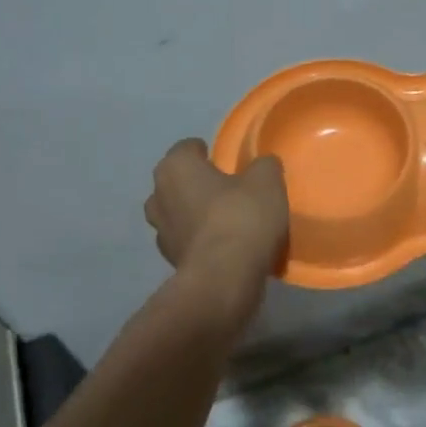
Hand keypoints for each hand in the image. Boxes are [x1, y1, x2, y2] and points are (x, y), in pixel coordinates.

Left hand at [144, 140, 288, 293]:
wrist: (225, 278)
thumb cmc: (241, 217)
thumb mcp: (267, 181)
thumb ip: (263, 165)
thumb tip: (262, 165)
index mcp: (175, 168)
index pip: (186, 149)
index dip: (206, 152)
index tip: (226, 161)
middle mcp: (158, 196)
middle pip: (177, 182)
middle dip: (197, 184)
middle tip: (227, 189)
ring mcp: (161, 232)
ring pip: (178, 213)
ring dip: (196, 214)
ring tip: (227, 220)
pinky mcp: (170, 262)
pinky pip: (187, 241)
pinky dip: (201, 240)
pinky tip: (226, 246)